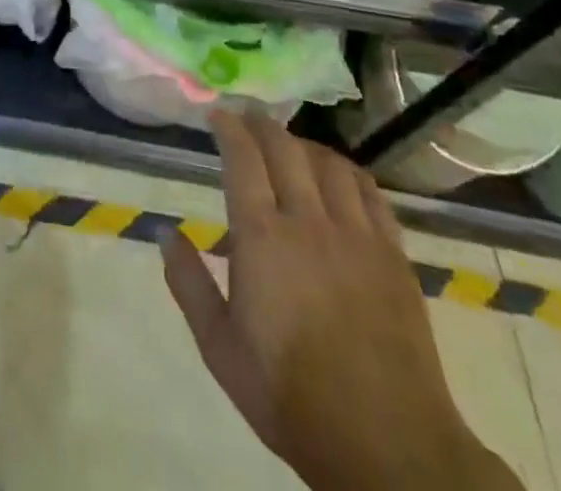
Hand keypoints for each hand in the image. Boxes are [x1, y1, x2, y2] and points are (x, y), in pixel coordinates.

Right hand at [160, 110, 520, 490]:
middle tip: (248, 115)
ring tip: (290, 144)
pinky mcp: (393, 256)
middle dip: (262, 124)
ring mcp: (357, 236)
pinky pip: (371, 194)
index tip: (217, 114)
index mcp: (262, 238)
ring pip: (329, 163)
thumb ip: (189, 285)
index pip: (243, 158)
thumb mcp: (220, 349)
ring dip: (304, 144)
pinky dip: (348, 172)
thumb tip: (167, 234)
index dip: (229, 128)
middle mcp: (309, 222)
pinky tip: (338, 175)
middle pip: (285, 148)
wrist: (387, 447)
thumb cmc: (290, 395)